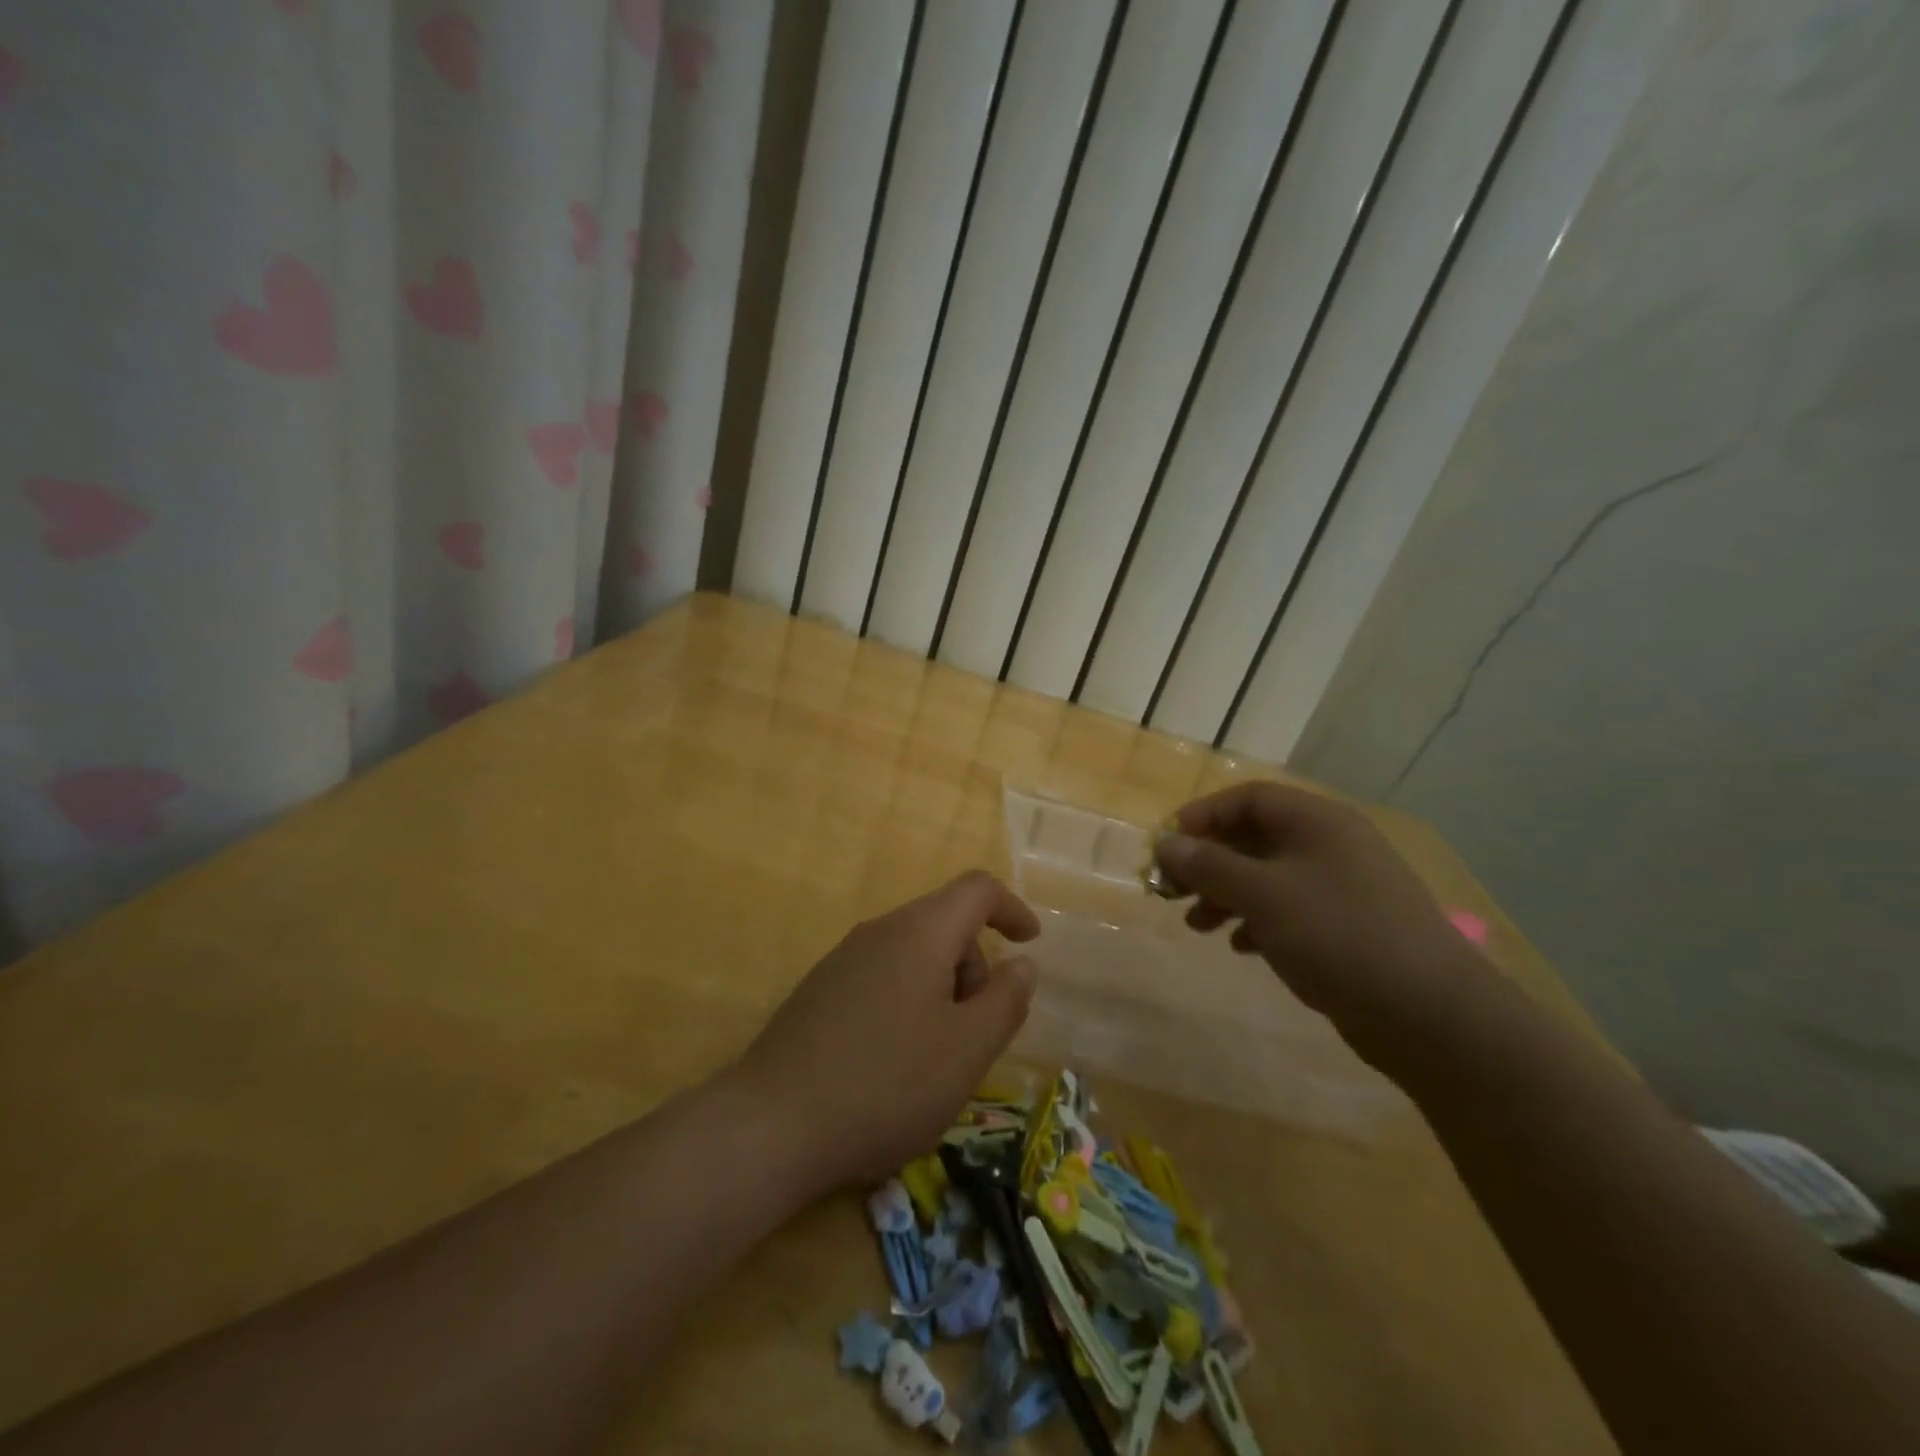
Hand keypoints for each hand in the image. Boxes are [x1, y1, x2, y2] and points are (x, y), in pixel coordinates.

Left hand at [731, 871, 1040, 1188]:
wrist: (772, 1126)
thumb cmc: (887, 1083)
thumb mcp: (967, 1049)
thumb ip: (1006, 1000)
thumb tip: (1022, 964)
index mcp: (919, 932)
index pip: (977, 890)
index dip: (1012, 908)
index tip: (1030, 943)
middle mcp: (879, 931)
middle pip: (945, 923)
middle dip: (975, 965)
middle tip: (978, 1031)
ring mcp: (843, 959)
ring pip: (913, 953)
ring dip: (942, 989)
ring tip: (936, 1057)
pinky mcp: (820, 991)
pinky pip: (882, 977)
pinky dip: (909, 1002)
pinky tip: (894, 1062)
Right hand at [1155, 781, 1492, 1043]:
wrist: (1431, 1015)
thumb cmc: (1339, 936)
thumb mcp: (1263, 895)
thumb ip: (1209, 866)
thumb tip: (1164, 843)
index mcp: (1318, 822)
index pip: (1249, 798)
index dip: (1203, 816)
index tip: (1168, 845)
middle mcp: (1331, 846)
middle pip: (1255, 838)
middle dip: (1209, 862)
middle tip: (1172, 890)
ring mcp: (1342, 888)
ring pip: (1268, 877)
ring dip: (1226, 894)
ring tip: (1197, 926)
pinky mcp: (1347, 928)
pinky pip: (1289, 910)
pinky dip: (1256, 921)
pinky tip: (1240, 946)